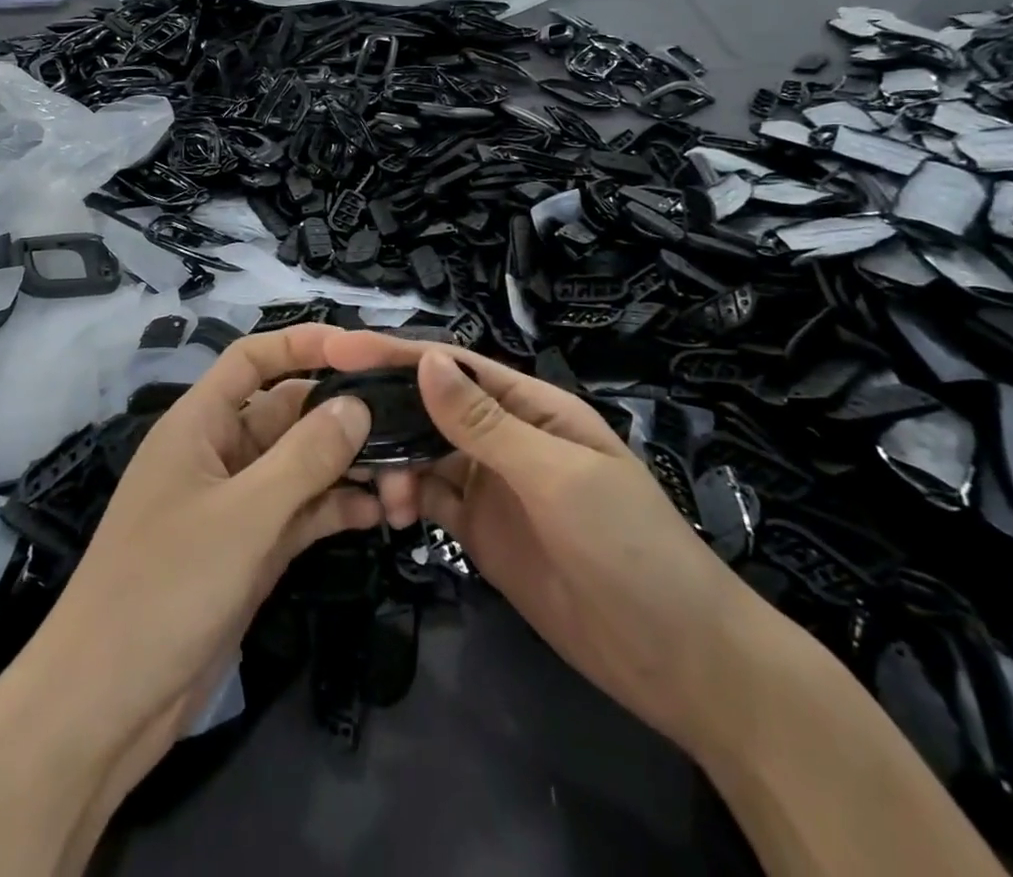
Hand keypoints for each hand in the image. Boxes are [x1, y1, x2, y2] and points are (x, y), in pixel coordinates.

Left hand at [29, 323, 380, 756]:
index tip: (360, 351)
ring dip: (347, 465)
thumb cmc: (165, 587)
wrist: (106, 705)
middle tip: (407, 425)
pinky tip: (379, 514)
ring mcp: (237, 504)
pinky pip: (301, 512)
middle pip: (287, 412)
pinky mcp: (251, 549)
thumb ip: (304, 457)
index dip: (302, 344)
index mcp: (199, 424)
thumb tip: (356, 405)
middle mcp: (220, 453)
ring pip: (300, 464)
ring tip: (407, 475)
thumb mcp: (243, 516)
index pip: (252, 359)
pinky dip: (335, 508)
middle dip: (340, 415)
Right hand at [321, 330, 767, 754]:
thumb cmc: (630, 548)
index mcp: (530, 407)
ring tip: (375, 490)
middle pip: (431, 407)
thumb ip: (486, 424)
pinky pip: (431, 500)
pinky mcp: (481, 533)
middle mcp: (505, 437)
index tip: (339, 350)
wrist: (678, 662)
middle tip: (334, 427)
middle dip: (385, 411)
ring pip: (423, 454)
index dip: (397, 354)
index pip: (454, 367)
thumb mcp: (557, 478)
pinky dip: (404, 498)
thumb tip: (423, 360)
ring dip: (393, 461)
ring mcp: (491, 486)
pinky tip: (387, 511)